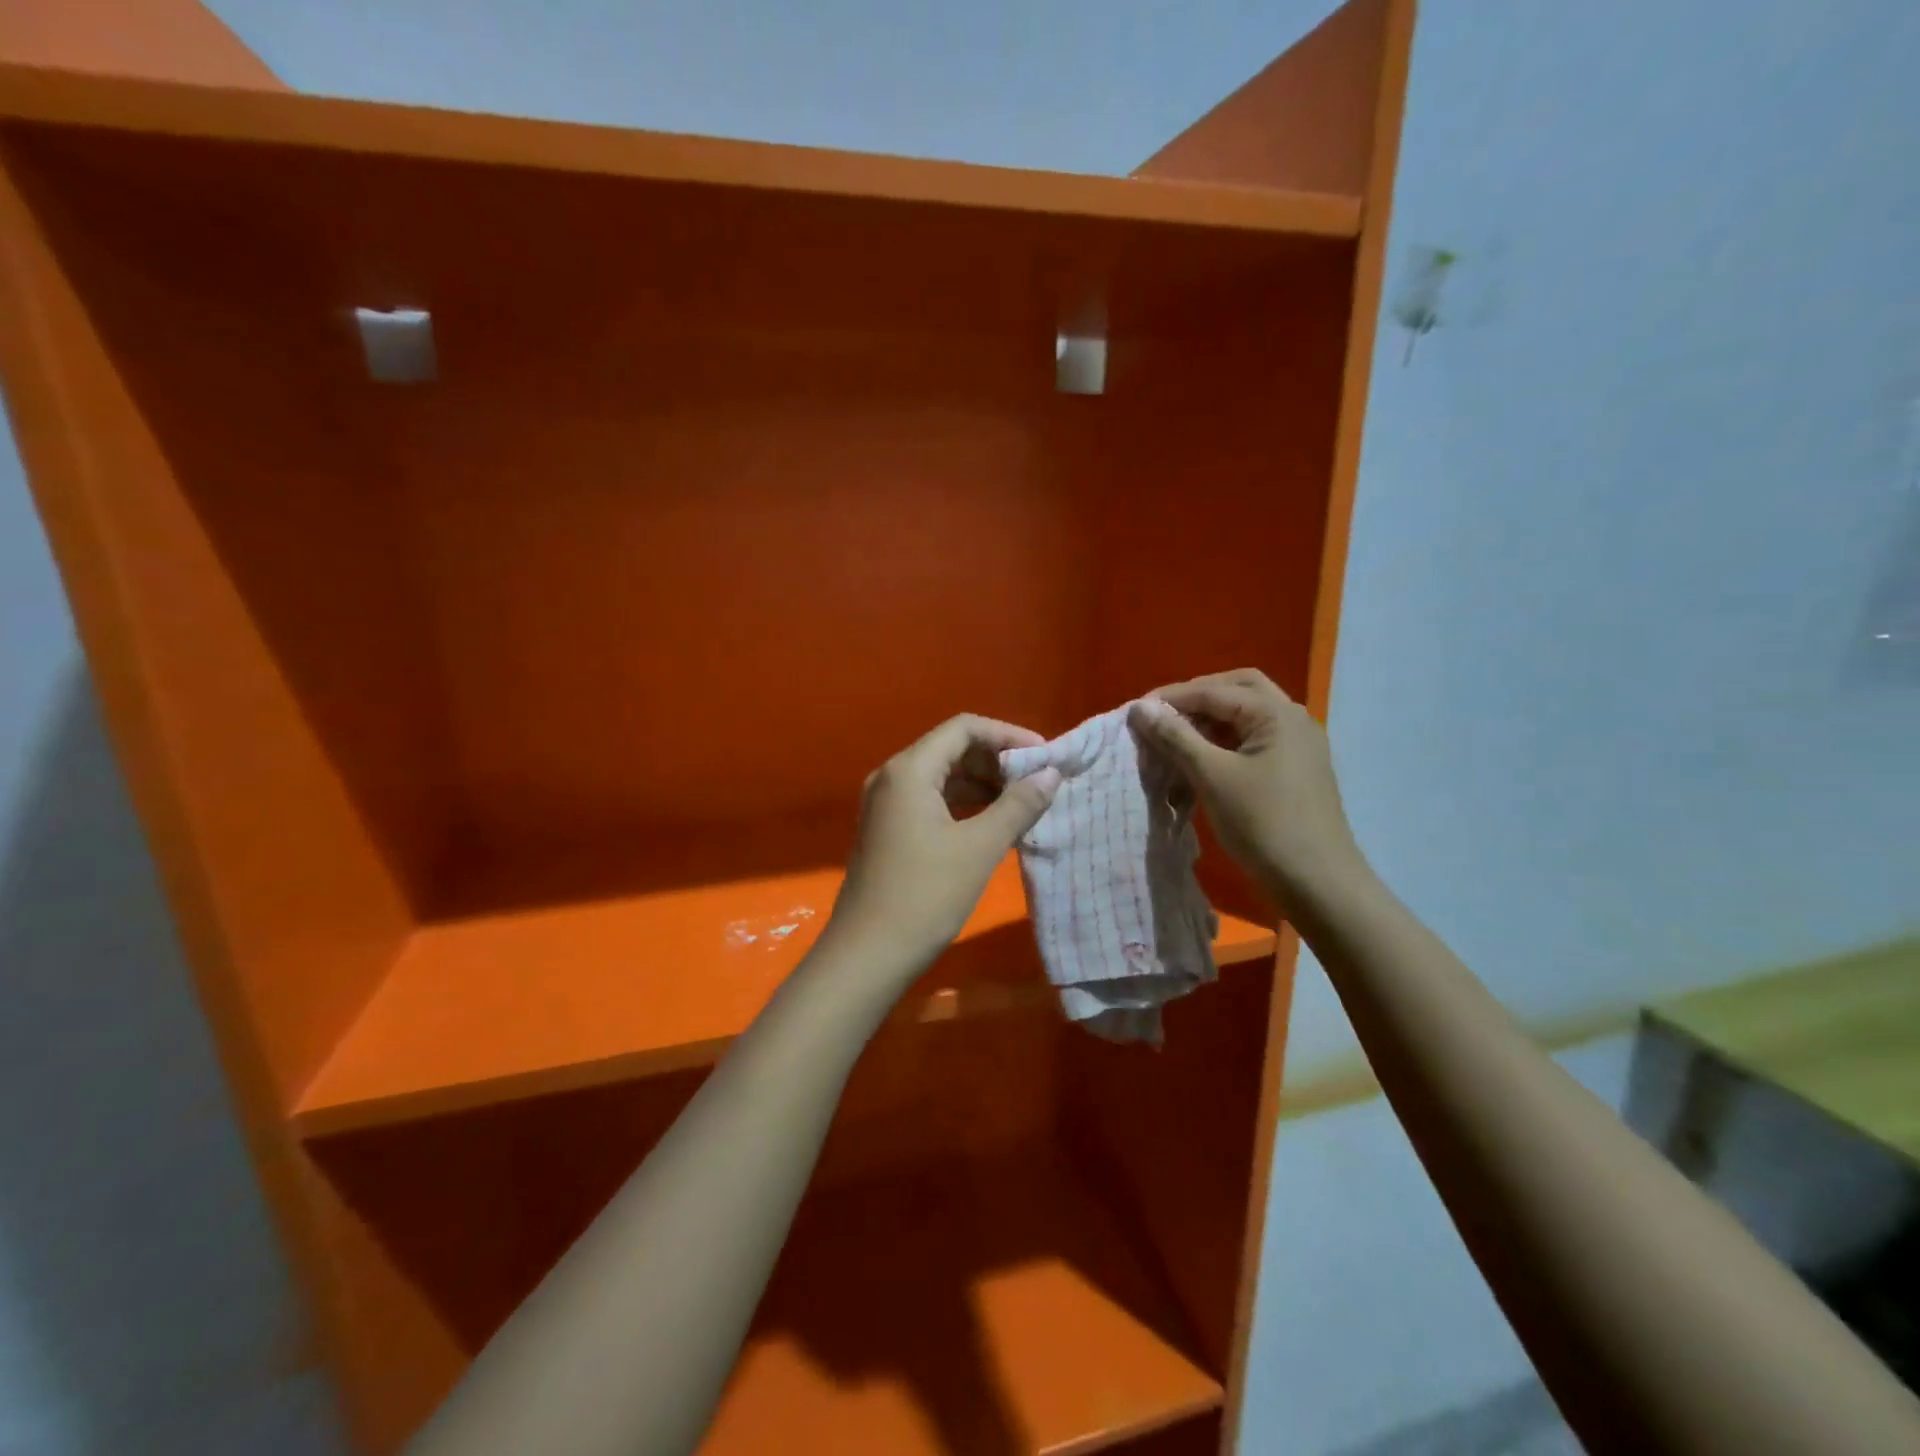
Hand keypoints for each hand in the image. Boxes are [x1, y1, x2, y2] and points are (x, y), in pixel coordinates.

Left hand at [822, 715, 1061, 982]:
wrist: (868, 955)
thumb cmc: (925, 895)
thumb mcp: (979, 848)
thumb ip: (1018, 805)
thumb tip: (1051, 774)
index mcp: (909, 770)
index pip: (964, 728)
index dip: (1008, 735)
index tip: (1045, 757)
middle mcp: (892, 777)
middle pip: (952, 748)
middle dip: (997, 760)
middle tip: (1038, 782)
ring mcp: (886, 804)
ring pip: (942, 777)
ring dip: (983, 785)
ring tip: (1023, 804)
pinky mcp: (888, 829)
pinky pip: (931, 801)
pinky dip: (964, 805)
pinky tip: (993, 824)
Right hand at [1129, 670, 1369, 913]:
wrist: (1317, 884)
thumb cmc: (1264, 825)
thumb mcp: (1212, 777)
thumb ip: (1175, 737)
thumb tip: (1140, 708)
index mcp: (1276, 714)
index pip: (1213, 691)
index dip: (1170, 699)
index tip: (1133, 714)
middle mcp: (1292, 719)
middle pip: (1237, 690)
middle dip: (1195, 699)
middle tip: (1160, 718)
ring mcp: (1297, 746)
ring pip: (1246, 716)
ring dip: (1209, 721)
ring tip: (1174, 740)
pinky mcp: (1295, 770)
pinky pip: (1254, 740)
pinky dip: (1224, 742)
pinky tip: (1201, 760)